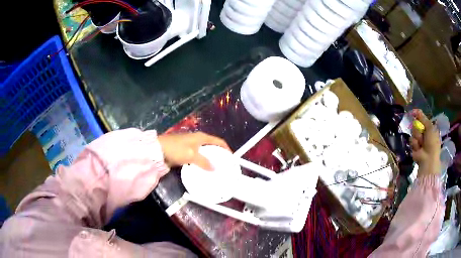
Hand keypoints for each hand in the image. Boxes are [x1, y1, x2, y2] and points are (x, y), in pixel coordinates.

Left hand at [158, 132, 230, 170]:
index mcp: (201, 137)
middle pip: (212, 147)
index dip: (226, 148)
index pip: (218, 141)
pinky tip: (203, 170)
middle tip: (224, 166)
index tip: (232, 158)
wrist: (158, 150)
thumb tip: (214, 168)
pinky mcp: (185, 153)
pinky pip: (197, 158)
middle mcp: (197, 140)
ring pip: (205, 153)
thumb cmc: (176, 149)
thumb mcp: (191, 155)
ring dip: (210, 160)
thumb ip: (204, 162)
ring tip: (216, 170)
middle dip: (219, 155)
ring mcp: (190, 146)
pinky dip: (201, 163)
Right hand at [410, 109, 440, 175]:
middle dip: (418, 129)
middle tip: (422, 134)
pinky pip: (411, 141)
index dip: (417, 115)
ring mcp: (419, 140)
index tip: (412, 113)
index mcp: (429, 128)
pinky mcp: (414, 147)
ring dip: (417, 137)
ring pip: (413, 133)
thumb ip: (423, 118)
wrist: (428, 159)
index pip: (421, 118)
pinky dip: (414, 144)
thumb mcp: (430, 127)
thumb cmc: (432, 142)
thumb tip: (415, 110)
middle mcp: (424, 133)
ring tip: (421, 144)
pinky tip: (418, 149)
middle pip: (416, 124)